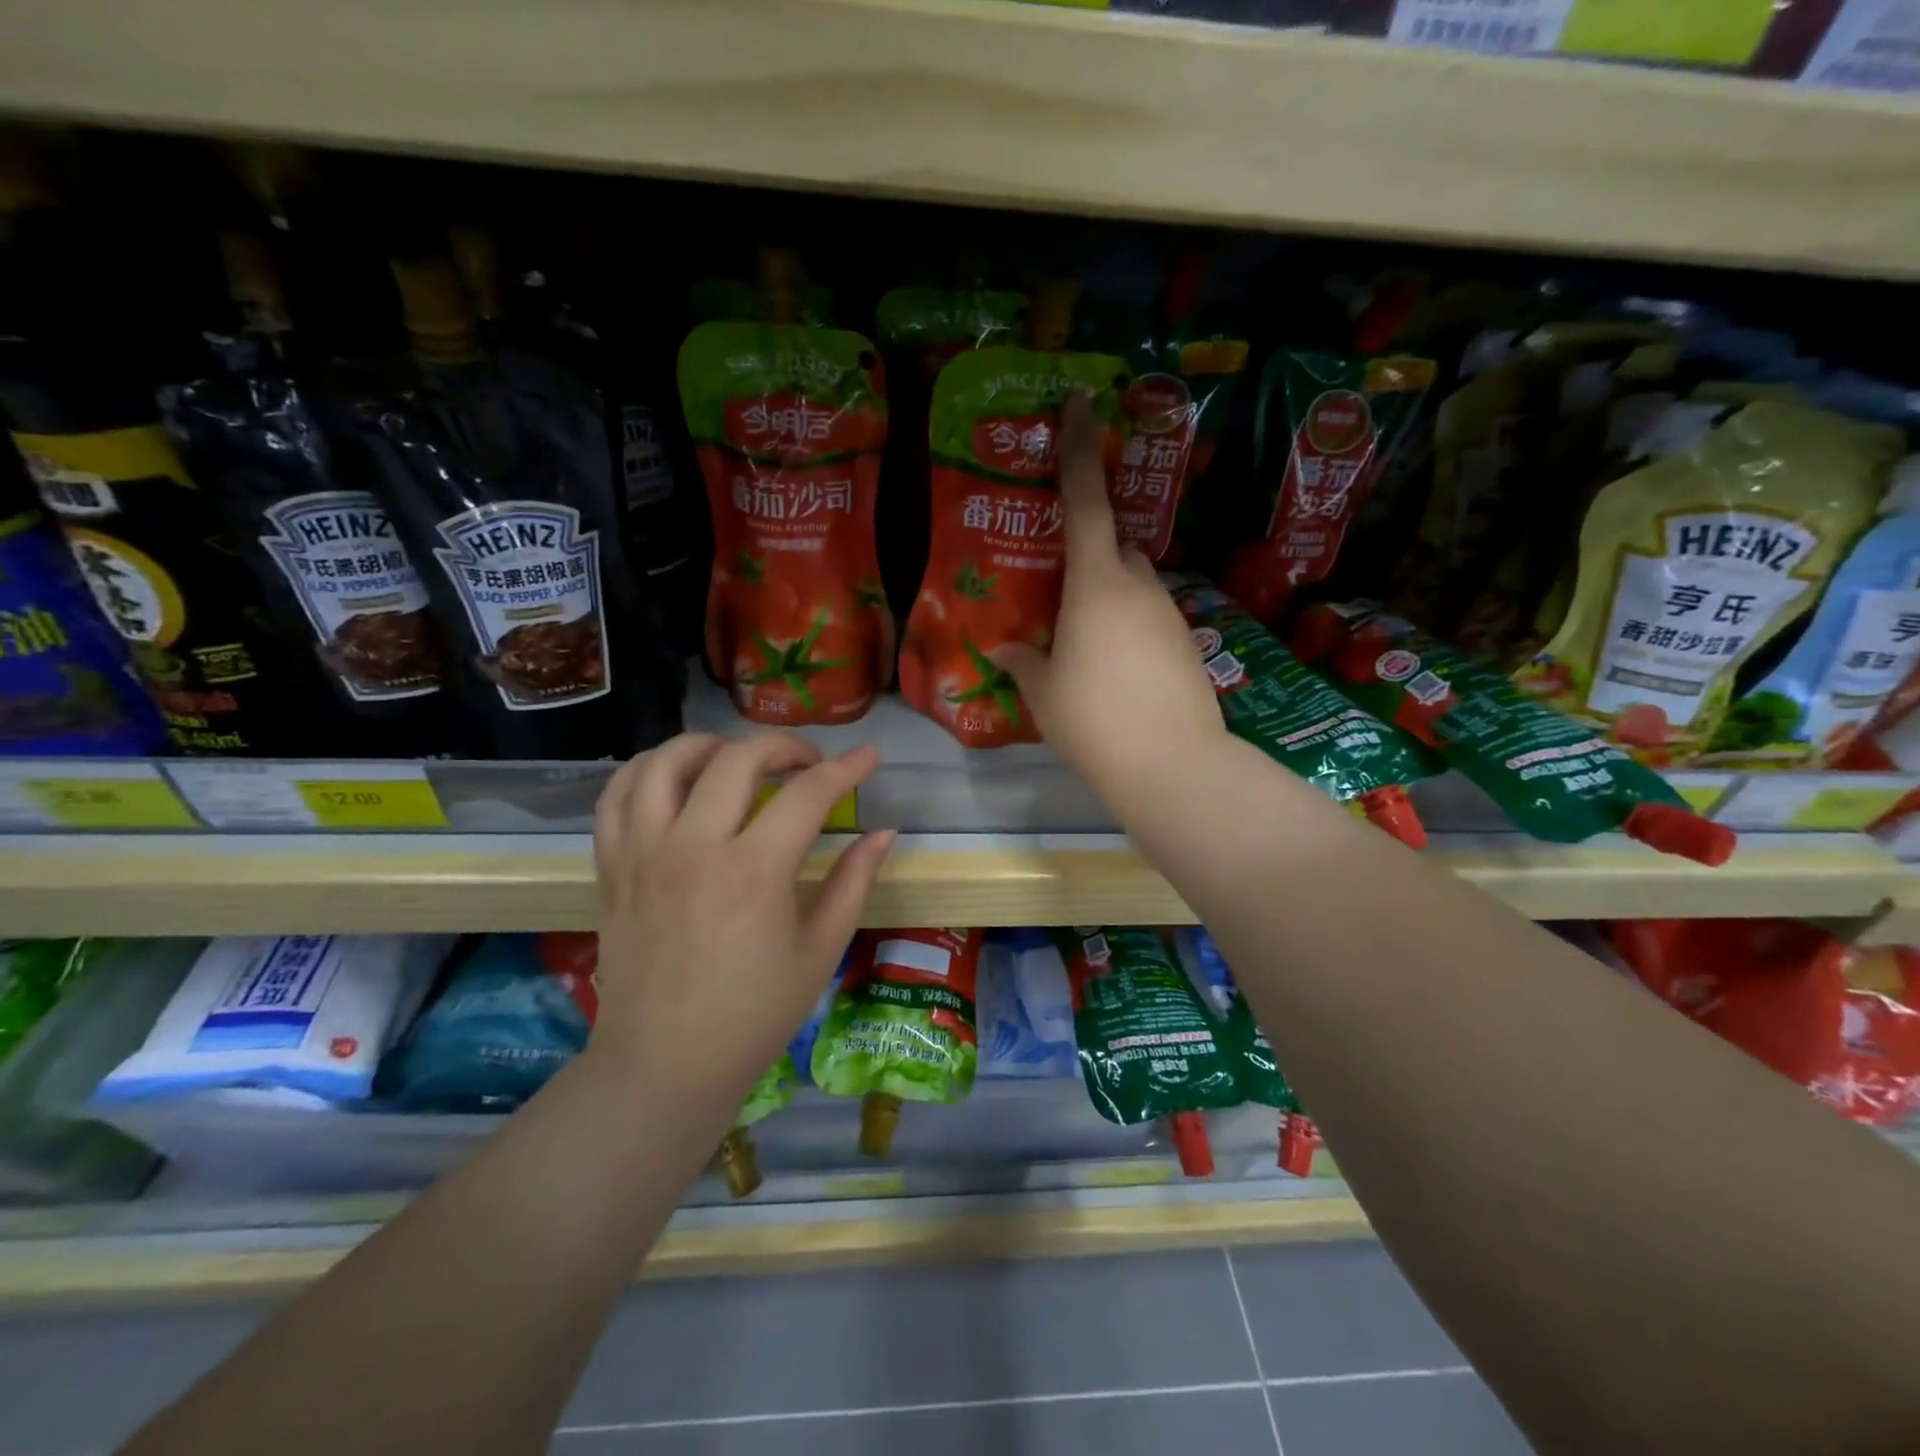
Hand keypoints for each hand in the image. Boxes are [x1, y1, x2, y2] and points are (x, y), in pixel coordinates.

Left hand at [587, 732, 894, 1104]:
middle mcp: (693, 847)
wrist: (664, 1064)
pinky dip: (647, 769)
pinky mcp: (611, 866)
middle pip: (738, 758)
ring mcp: (643, 853)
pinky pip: (617, 794)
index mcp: (754, 871)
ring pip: (667, 761)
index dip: (847, 767)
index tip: (869, 756)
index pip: (809, 792)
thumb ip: (854, 881)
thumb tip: (884, 832)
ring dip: (711, 745)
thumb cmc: (754, 1013)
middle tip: (808, 763)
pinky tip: (676, 777)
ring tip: (738, 758)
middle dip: (784, 745)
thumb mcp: (821, 949)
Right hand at [992, 392, 1225, 798]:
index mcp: (1096, 584)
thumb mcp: (1043, 692)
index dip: (1080, 449)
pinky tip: (1116, 671)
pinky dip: (1130, 629)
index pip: (1085, 502)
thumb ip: (1023, 661)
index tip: (1081, 401)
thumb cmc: (1093, 721)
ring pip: (1135, 586)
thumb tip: (1003, 648)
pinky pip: (1150, 618)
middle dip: (1092, 556)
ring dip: (1110, 598)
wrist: (1172, 765)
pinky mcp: (1187, 643)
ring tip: (1086, 645)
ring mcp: (1169, 614)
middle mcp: (1138, 586)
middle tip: (1062, 593)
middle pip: (1116, 547)